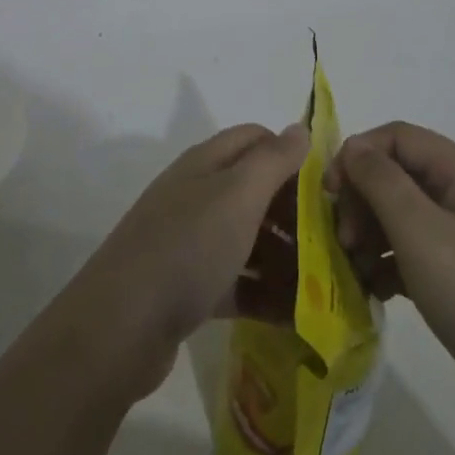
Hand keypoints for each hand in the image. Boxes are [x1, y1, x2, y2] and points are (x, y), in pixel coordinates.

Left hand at [66, 123, 308, 395]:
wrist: (120, 326)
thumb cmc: (188, 248)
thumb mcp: (237, 194)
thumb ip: (272, 160)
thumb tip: (298, 128)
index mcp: (206, 164)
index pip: (256, 139)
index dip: (292, 156)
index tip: (327, 188)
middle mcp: (197, 196)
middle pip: (256, 192)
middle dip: (296, 213)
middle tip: (334, 242)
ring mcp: (190, 243)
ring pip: (250, 240)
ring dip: (286, 258)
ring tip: (326, 284)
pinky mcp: (188, 288)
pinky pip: (237, 282)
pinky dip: (265, 294)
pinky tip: (297, 316)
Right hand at [329, 122, 454, 443]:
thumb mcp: (421, 231)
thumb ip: (382, 181)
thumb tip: (355, 146)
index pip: (399, 137)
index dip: (358, 154)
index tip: (329, 193)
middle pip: (398, 176)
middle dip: (361, 200)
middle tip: (342, 239)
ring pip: (401, 218)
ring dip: (369, 235)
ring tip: (353, 269)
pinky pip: (412, 255)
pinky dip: (386, 266)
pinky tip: (372, 290)